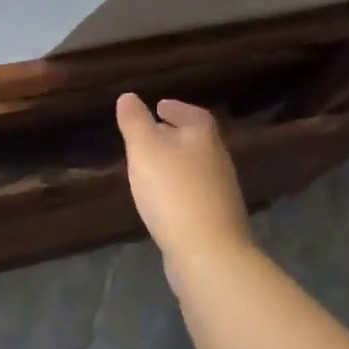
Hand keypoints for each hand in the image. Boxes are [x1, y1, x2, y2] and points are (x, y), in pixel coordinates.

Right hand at [115, 94, 254, 290]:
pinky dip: (178, 188)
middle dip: (175, 134)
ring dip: (176, 162)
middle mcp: (217, 161)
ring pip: (196, 168)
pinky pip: (194, 193)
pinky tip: (161, 199)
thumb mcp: (144, 149)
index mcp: (203, 139)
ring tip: (151, 165)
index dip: (177, 109)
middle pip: (197, 141)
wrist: (207, 252)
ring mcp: (220, 193)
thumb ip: (135, 122)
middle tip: (151, 133)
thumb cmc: (173, 191)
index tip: (159, 106)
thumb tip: (128, 97)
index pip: (194, 115)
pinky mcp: (215, 220)